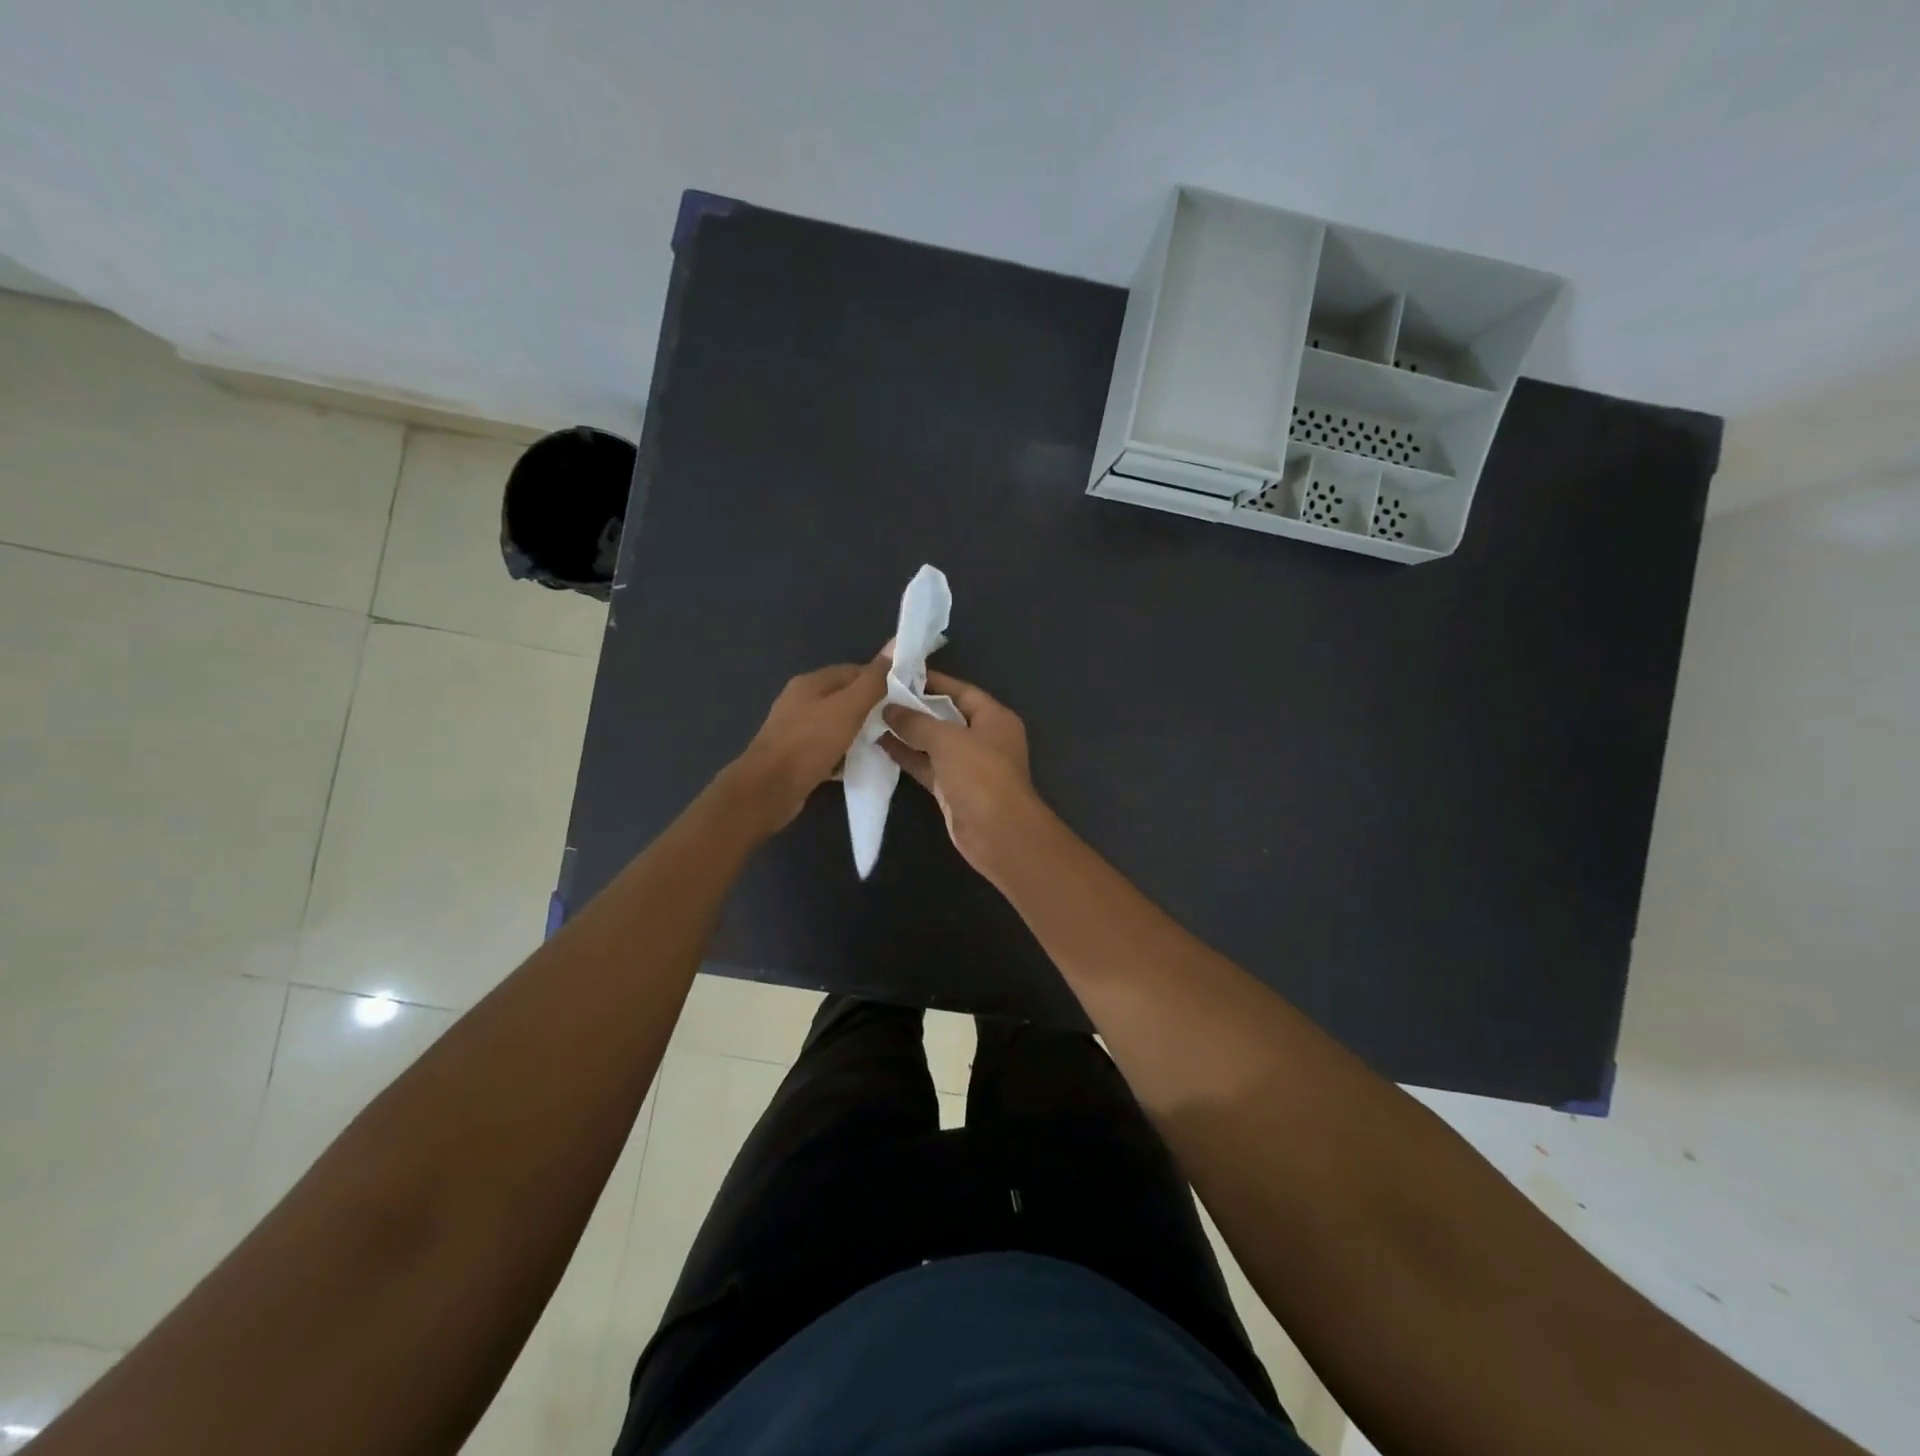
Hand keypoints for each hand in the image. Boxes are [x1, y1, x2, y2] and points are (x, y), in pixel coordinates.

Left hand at [730, 659, 887, 833]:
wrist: (769, 789)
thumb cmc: (810, 743)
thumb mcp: (849, 708)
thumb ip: (873, 680)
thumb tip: (895, 645)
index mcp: (811, 682)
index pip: (854, 671)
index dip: (882, 679)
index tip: (906, 695)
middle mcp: (801, 701)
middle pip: (845, 698)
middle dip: (872, 708)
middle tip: (899, 721)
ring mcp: (797, 729)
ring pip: (838, 724)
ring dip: (859, 732)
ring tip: (885, 742)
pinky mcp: (797, 755)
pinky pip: (829, 748)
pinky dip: (845, 753)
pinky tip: (861, 763)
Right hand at [882, 671, 1041, 876]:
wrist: (998, 834)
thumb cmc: (980, 776)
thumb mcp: (948, 740)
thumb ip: (917, 722)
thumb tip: (889, 709)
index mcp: (994, 718)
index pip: (961, 690)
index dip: (932, 681)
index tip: (899, 674)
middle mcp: (983, 738)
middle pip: (946, 716)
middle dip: (915, 707)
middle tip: (879, 695)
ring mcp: (968, 765)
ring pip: (933, 743)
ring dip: (907, 732)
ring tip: (872, 717)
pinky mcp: (952, 788)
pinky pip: (927, 765)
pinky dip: (907, 756)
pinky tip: (880, 744)